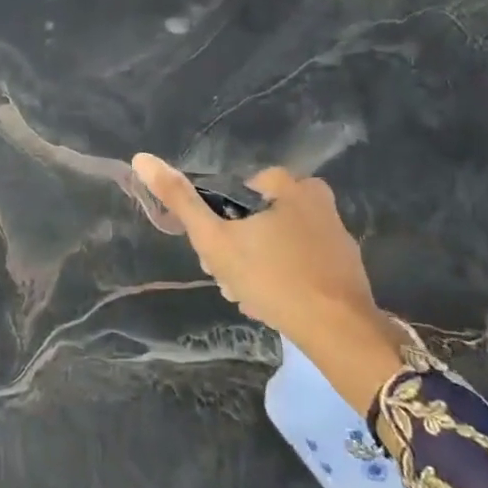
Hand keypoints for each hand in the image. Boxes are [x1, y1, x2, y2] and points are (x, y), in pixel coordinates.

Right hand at [131, 154, 405, 413]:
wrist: (338, 330)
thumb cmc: (271, 277)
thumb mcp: (214, 239)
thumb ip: (179, 199)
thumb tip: (141, 157)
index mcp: (285, 183)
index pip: (232, 194)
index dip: (216, 225)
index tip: (214, 256)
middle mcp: (315, 197)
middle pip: (254, 218)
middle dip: (237, 249)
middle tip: (232, 281)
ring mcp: (335, 230)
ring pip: (276, 241)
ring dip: (257, 266)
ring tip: (251, 299)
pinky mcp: (346, 261)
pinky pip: (301, 260)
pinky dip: (285, 276)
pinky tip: (276, 303)